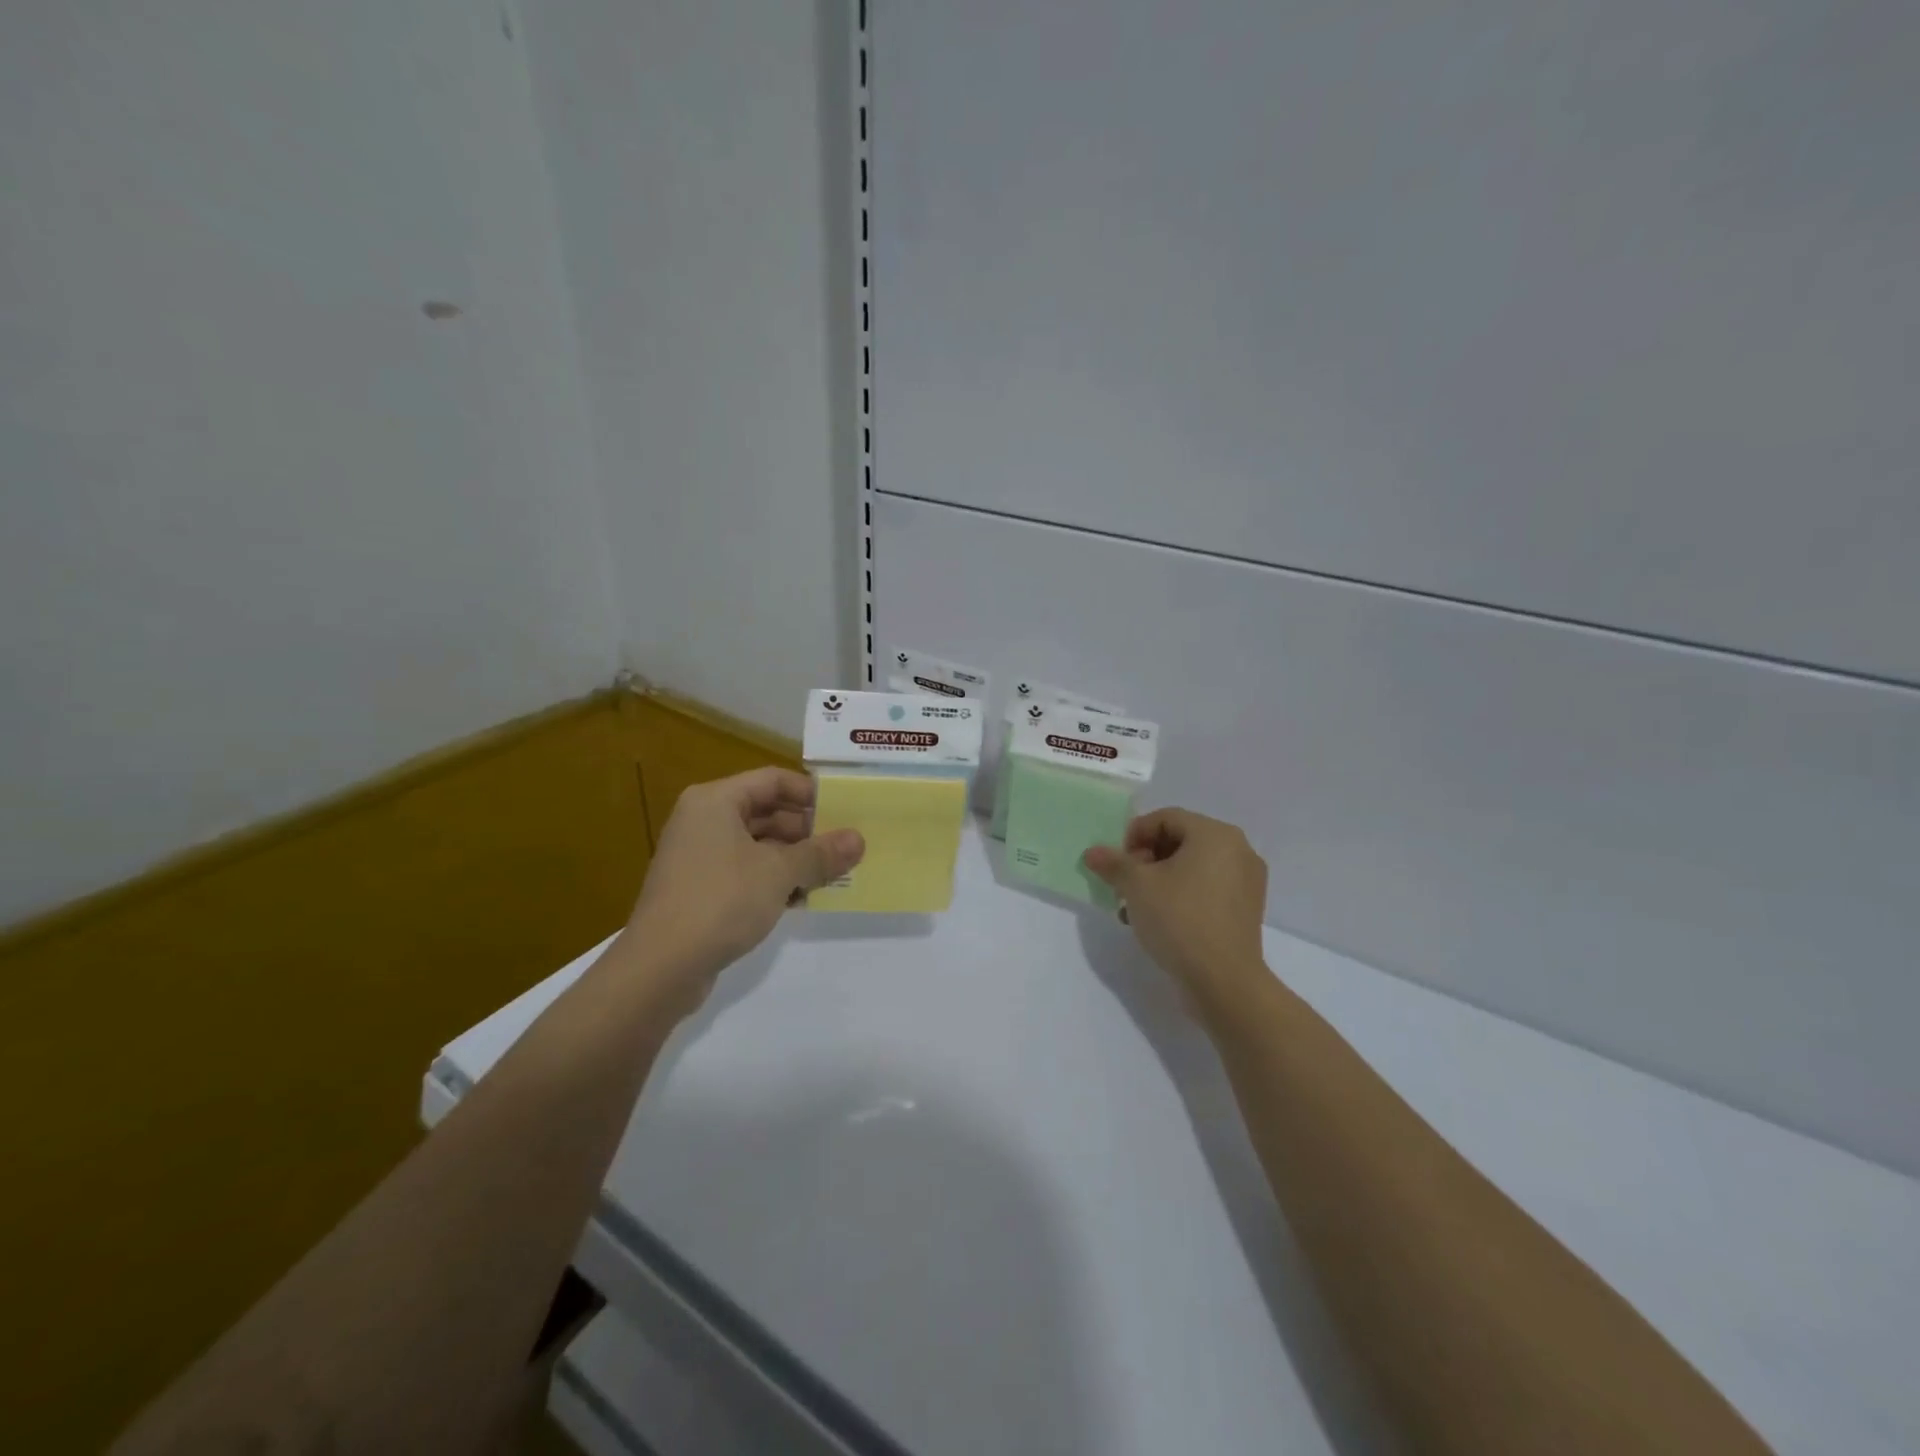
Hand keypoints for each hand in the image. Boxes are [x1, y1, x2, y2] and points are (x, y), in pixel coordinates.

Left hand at [619, 767, 862, 1012]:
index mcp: (716, 801)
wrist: (660, 968)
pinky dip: (775, 880)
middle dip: (808, 831)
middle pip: (767, 812)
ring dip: (796, 858)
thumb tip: (859, 839)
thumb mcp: (779, 873)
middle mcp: (704, 821)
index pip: (773, 780)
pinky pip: (747, 872)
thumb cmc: (721, 902)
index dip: (811, 793)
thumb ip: (820, 853)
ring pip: (759, 845)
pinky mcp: (701, 889)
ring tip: (833, 875)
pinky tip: (804, 899)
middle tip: (846, 847)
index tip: (846, 810)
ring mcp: (700, 856)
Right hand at [1084, 808, 1268, 1009]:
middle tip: (1124, 885)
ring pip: (1192, 867)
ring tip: (1136, 907)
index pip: (1165, 818)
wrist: (1223, 981)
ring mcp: (1246, 881)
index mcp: (1215, 834)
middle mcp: (1238, 850)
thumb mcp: (1136, 886)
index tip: (1117, 864)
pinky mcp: (1246, 909)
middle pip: (1180, 840)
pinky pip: (1207, 888)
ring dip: (1159, 880)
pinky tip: (1159, 920)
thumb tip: (1093, 852)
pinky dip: (1182, 895)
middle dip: (1145, 860)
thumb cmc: (1180, 920)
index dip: (1134, 835)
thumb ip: (1113, 863)